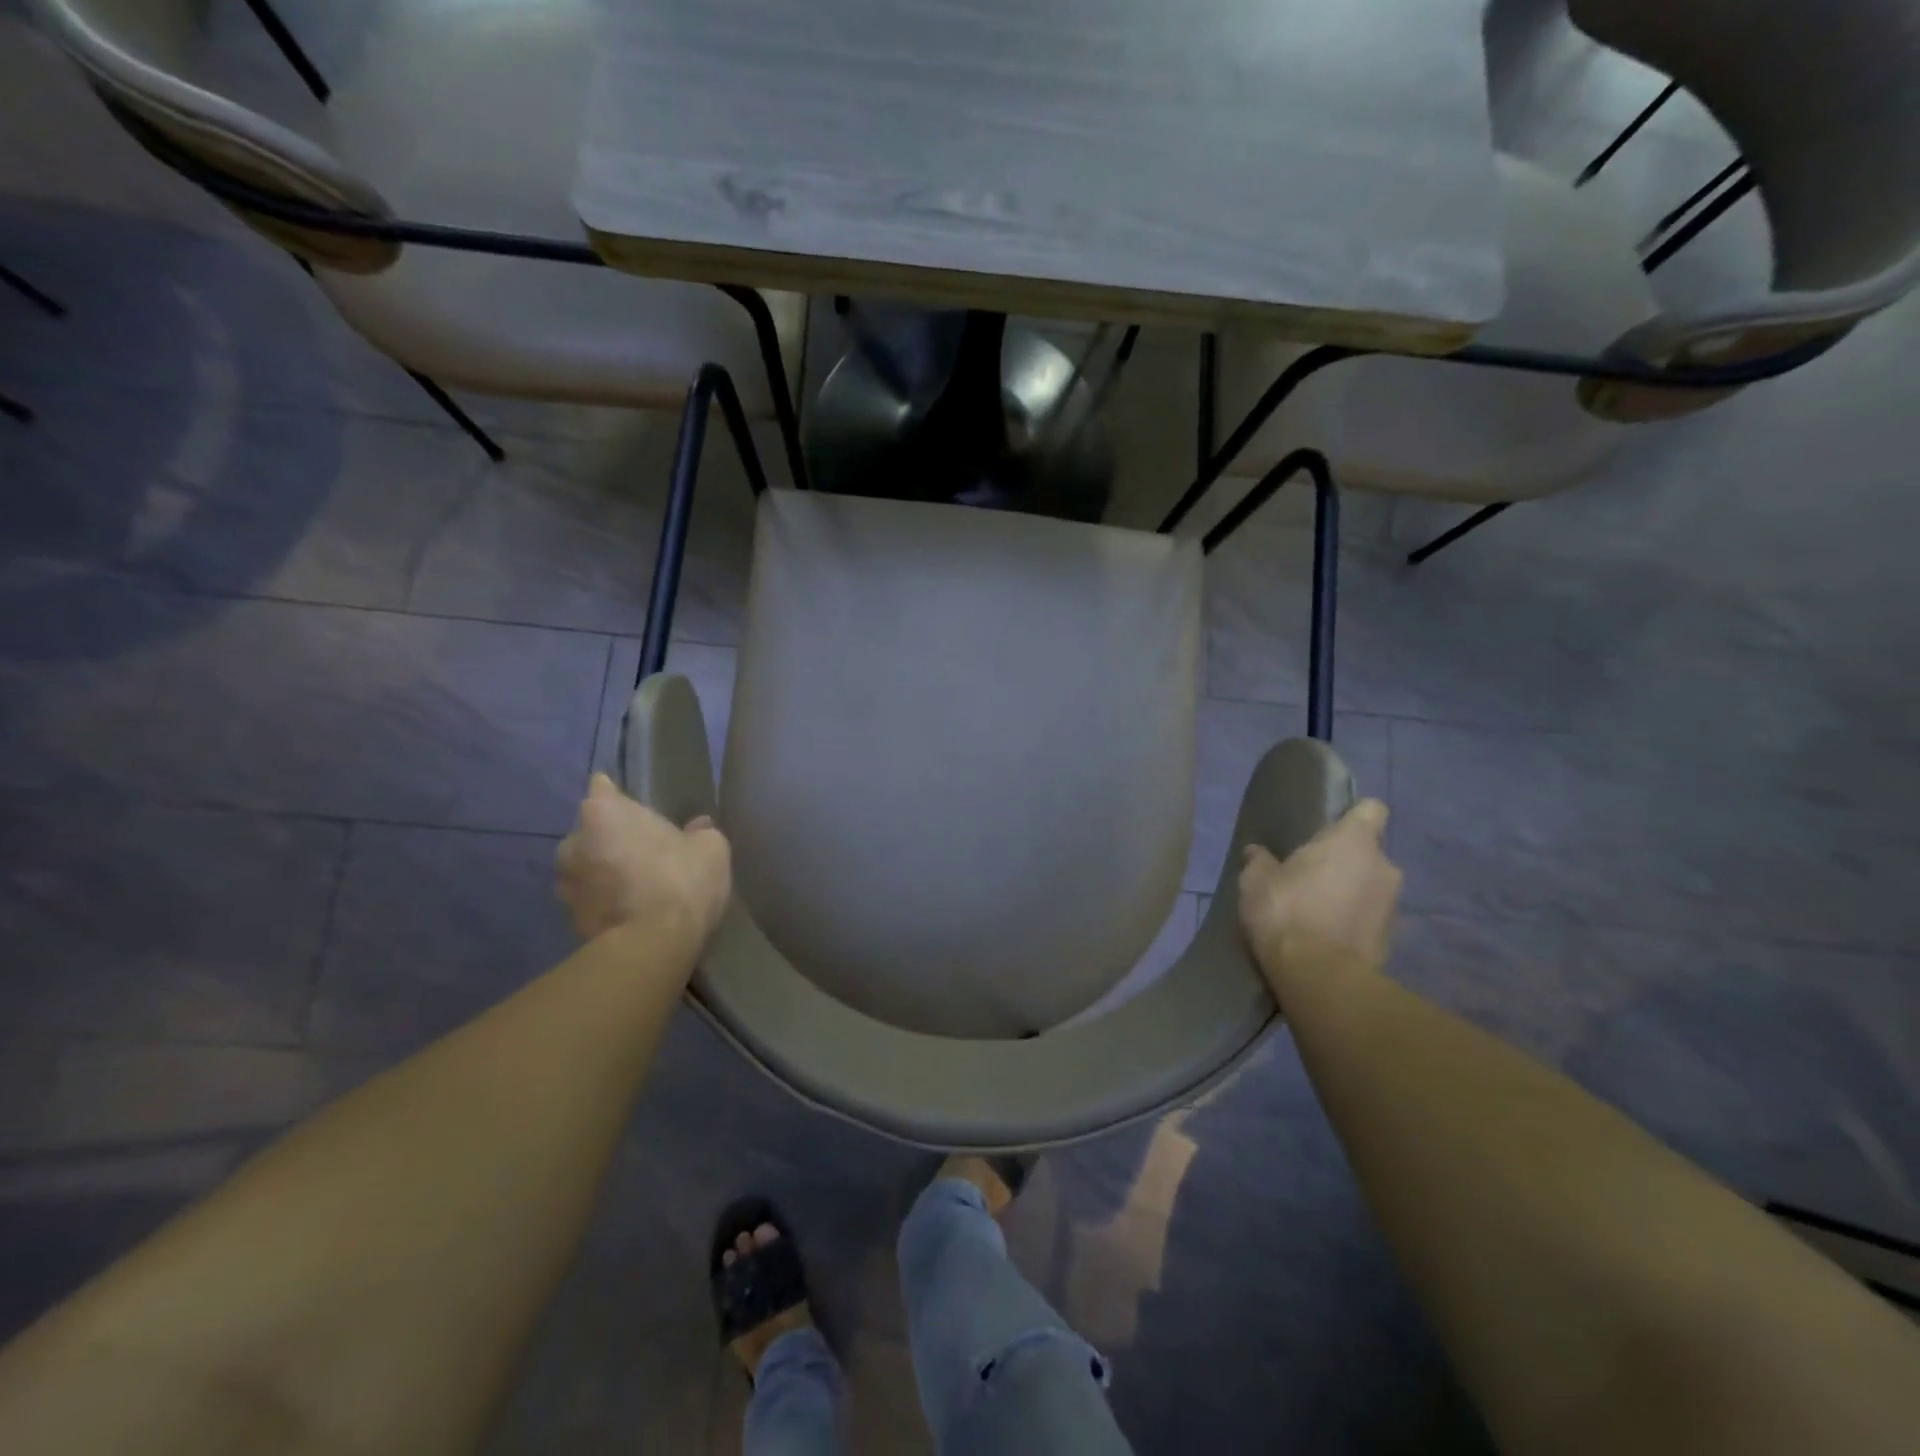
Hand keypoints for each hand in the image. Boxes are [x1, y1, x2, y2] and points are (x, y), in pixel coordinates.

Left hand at [557, 774, 731, 944]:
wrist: (654, 946)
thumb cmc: (681, 880)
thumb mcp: (711, 847)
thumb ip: (700, 832)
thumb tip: (697, 828)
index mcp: (603, 813)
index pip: (602, 788)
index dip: (617, 794)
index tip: (634, 806)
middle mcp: (573, 843)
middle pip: (592, 830)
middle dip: (611, 837)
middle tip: (643, 849)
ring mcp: (566, 884)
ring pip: (586, 866)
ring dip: (604, 870)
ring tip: (635, 883)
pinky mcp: (569, 919)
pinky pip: (591, 898)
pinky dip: (605, 900)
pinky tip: (631, 908)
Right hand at [1239, 799, 1400, 994]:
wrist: (1318, 976)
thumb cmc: (1285, 912)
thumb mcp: (1255, 881)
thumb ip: (1260, 861)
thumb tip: (1257, 853)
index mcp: (1352, 841)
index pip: (1371, 809)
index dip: (1352, 815)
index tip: (1329, 829)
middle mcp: (1383, 866)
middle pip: (1367, 851)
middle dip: (1344, 861)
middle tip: (1311, 876)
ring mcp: (1393, 904)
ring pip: (1371, 885)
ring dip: (1350, 892)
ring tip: (1317, 910)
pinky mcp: (1393, 938)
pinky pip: (1370, 917)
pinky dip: (1354, 921)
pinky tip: (1326, 936)